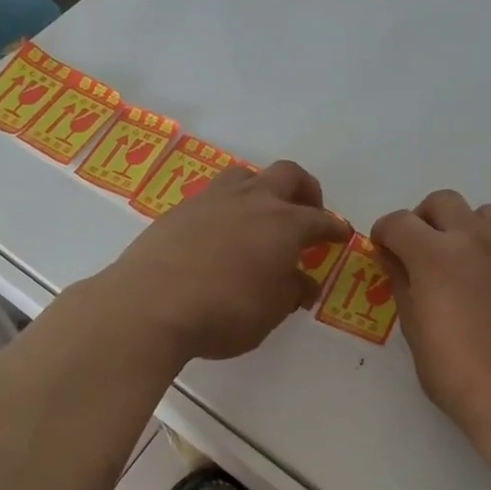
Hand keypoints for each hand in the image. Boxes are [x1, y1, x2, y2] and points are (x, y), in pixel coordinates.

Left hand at [105, 161, 350, 361]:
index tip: (341, 235)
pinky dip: (227, 208)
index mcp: (283, 224)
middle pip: (288, 175)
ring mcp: (213, 199)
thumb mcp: (269, 312)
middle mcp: (253, 201)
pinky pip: (213, 196)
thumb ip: (290, 291)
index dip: (334, 228)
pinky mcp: (180, 208)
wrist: (149, 305)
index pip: (320, 219)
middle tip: (307, 213)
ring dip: (262, 188)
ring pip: (246, 175)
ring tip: (260, 215)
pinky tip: (220, 233)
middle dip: (305, 191)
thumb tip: (303, 282)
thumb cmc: (223, 313)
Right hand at [372, 190, 490, 458]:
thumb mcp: (414, 331)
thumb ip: (402, 282)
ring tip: (468, 265)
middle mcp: (478, 239)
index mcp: (437, 255)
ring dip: (468, 231)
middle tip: (424, 250)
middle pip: (443, 202)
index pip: (399, 221)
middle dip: (425, 220)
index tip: (385, 248)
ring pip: (486, 215)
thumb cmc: (459, 376)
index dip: (385, 232)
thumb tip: (394, 257)